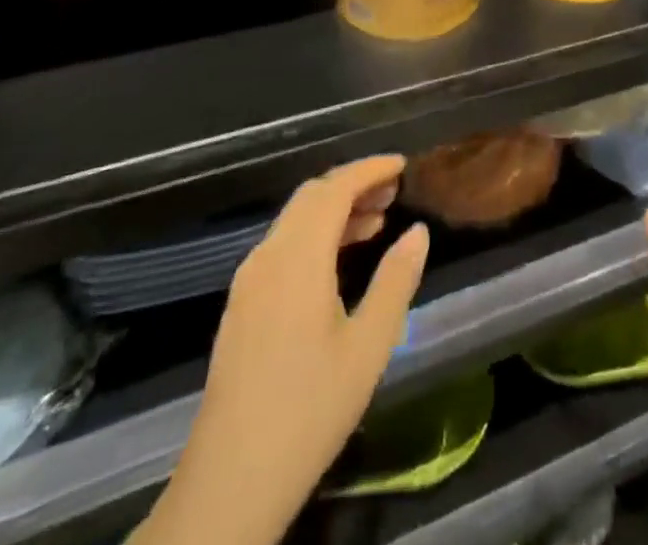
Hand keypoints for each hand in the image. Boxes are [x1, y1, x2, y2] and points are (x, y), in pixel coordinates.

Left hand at [144, 156, 429, 544]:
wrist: (230, 483)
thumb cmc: (309, 410)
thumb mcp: (369, 346)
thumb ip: (396, 280)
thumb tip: (417, 232)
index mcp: (298, 258)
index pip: (335, 188)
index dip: (369, 169)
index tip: (402, 165)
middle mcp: (268, 256)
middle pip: (311, 196)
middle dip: (353, 184)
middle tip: (394, 192)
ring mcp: (249, 281)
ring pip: (295, 221)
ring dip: (334, 210)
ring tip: (377, 221)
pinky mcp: (242, 306)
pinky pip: (283, 246)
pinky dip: (316, 235)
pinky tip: (340, 261)